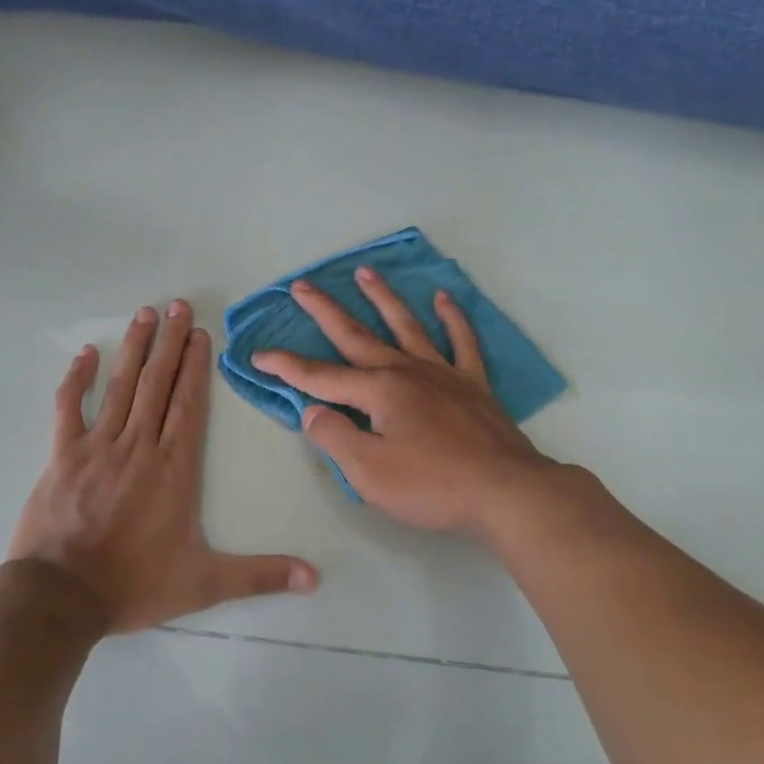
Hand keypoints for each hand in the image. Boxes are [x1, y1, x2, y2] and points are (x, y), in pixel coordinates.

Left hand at [7, 300, 318, 632]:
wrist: (61, 598)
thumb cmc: (135, 585)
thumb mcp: (205, 584)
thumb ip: (260, 575)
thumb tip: (315, 579)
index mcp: (174, 467)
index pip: (189, 404)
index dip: (196, 366)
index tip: (201, 333)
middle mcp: (139, 446)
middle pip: (159, 383)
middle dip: (171, 342)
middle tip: (179, 305)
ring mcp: (98, 446)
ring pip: (122, 386)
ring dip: (136, 348)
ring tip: (146, 314)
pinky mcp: (63, 455)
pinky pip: (70, 407)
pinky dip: (78, 379)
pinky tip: (88, 353)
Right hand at [249, 268, 557, 532]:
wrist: (506, 491)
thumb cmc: (432, 484)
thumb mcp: (368, 471)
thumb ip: (334, 436)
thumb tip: (313, 410)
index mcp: (378, 390)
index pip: (320, 376)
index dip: (285, 366)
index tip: (257, 355)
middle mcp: (406, 370)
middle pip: (357, 335)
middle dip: (324, 311)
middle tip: (302, 285)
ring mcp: (443, 373)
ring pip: (406, 325)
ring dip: (382, 298)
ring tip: (365, 272)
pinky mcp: (473, 385)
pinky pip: (461, 341)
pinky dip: (452, 318)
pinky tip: (443, 298)